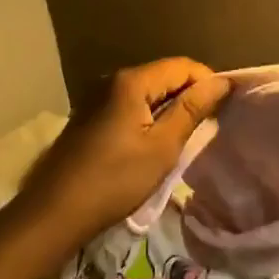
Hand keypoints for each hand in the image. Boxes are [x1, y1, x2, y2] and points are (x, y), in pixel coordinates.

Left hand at [10, 58, 230, 248]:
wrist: (53, 213)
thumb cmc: (114, 180)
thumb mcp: (162, 147)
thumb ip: (192, 110)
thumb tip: (221, 81)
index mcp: (131, 81)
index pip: (183, 66)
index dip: (208, 82)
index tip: (224, 110)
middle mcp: (112, 80)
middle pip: (164, 76)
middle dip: (190, 96)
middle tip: (208, 127)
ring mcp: (96, 98)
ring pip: (147, 93)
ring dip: (169, 110)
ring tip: (186, 138)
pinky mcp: (89, 118)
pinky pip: (129, 107)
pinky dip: (148, 118)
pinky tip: (154, 144)